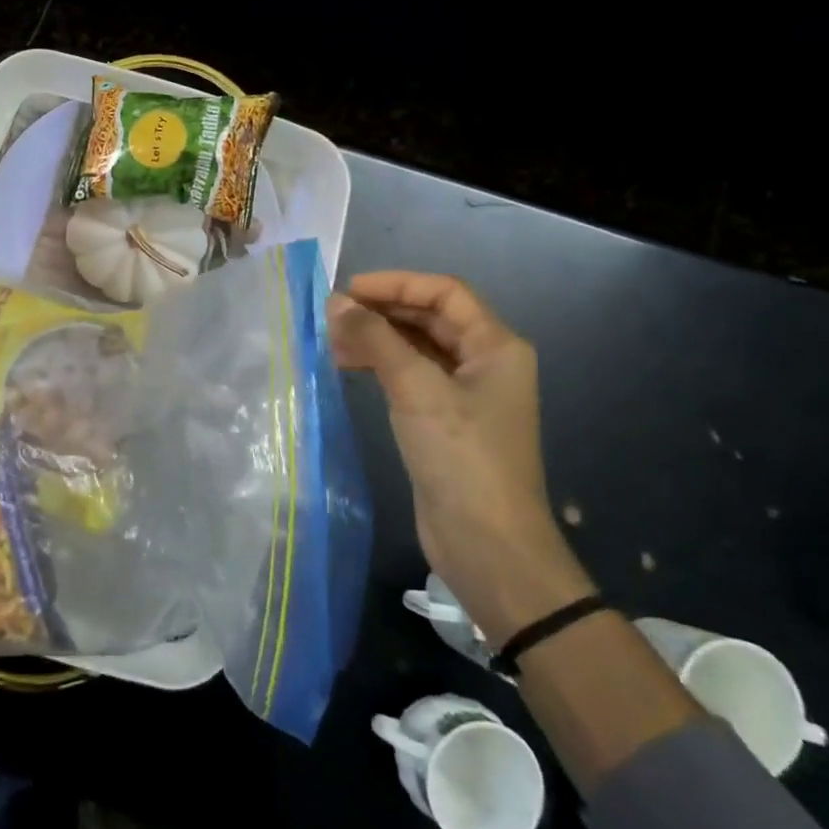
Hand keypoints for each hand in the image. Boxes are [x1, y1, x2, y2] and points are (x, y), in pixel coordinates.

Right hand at [329, 272, 592, 646]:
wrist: (488, 545)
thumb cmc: (462, 457)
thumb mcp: (417, 389)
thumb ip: (376, 340)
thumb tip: (335, 303)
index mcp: (496, 346)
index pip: (444, 293)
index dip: (396, 283)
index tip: (347, 290)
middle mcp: (485, 363)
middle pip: (430, 318)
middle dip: (382, 312)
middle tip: (332, 317)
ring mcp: (466, 395)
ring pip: (417, 349)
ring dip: (378, 340)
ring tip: (333, 343)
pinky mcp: (446, 423)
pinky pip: (411, 378)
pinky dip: (381, 367)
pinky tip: (351, 370)